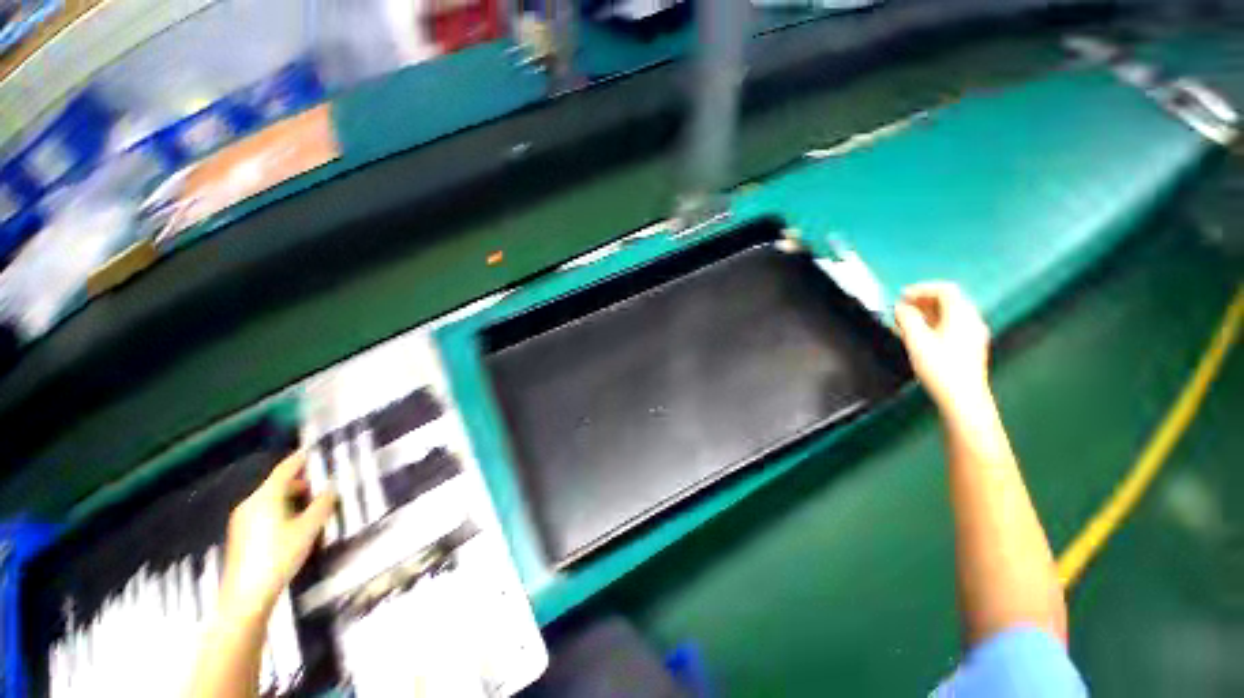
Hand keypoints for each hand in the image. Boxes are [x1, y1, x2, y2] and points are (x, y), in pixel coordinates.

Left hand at [219, 451, 336, 620]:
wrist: (246, 595)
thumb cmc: (279, 556)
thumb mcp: (308, 529)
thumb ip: (322, 505)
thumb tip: (331, 488)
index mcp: (265, 497)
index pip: (285, 470)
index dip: (300, 459)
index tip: (313, 451)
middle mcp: (250, 504)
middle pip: (277, 484)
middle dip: (299, 481)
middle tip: (321, 483)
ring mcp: (242, 520)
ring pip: (270, 499)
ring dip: (291, 497)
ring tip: (311, 505)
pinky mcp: (241, 535)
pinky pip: (263, 512)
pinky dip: (281, 510)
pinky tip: (293, 524)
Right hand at [893, 281, 991, 413]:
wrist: (963, 398)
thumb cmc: (940, 367)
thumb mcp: (917, 341)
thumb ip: (907, 319)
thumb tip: (900, 307)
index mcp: (962, 315)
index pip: (945, 290)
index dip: (922, 288)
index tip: (901, 295)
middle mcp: (972, 321)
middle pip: (950, 300)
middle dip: (923, 300)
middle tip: (902, 306)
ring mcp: (973, 334)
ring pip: (950, 314)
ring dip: (927, 312)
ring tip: (906, 320)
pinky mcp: (970, 347)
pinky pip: (952, 326)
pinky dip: (935, 323)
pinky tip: (920, 334)